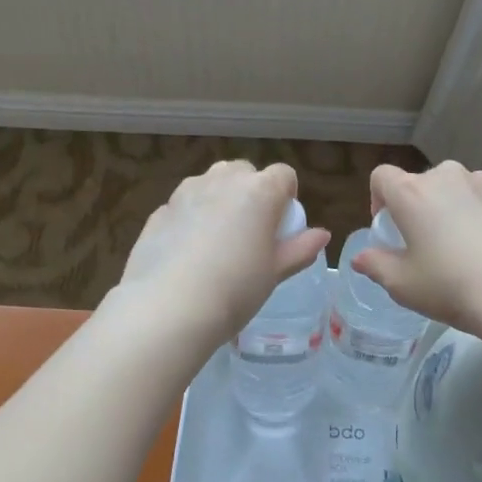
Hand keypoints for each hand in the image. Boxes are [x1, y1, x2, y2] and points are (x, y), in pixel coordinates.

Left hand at [117, 160, 330, 343]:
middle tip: (250, 231)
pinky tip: (187, 254)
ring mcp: (186, 191)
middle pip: (244, 172)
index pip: (284, 174)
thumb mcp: (274, 273)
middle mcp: (222, 180)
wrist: (168, 309)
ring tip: (217, 240)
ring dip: (219, 199)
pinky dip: (190, 218)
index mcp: (259, 191)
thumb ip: (300, 249)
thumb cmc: (235, 290)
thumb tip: (322, 234)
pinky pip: (184, 205)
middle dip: (251, 192)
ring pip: (210, 183)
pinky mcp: (160, 210)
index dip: (286, 195)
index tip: (281, 224)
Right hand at [353, 161, 481, 335]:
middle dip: (418, 207)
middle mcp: (447, 177)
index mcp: (412, 192)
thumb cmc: (451, 286)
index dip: (378, 199)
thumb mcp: (403, 285)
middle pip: (422, 183)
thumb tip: (361, 258)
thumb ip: (376, 265)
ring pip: (457, 190)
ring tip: (464, 249)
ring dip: (452, 209)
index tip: (389, 229)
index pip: (382, 177)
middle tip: (426, 245)